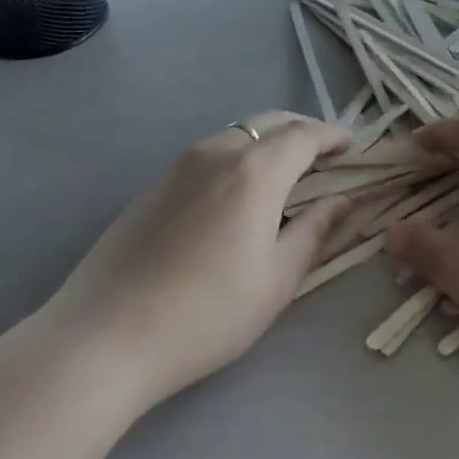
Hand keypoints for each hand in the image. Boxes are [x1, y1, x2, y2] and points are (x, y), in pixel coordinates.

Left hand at [46, 112, 352, 408]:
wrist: (105, 336)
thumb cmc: (206, 314)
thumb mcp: (276, 280)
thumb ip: (315, 231)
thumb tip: (344, 200)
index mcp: (255, 170)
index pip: (305, 135)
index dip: (333, 136)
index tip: (353, 145)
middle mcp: (218, 151)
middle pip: (271, 122)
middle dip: (304, 131)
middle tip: (325, 155)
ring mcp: (181, 164)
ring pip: (238, 133)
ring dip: (270, 141)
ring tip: (287, 172)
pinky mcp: (156, 183)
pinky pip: (211, 152)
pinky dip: (239, 155)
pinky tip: (240, 192)